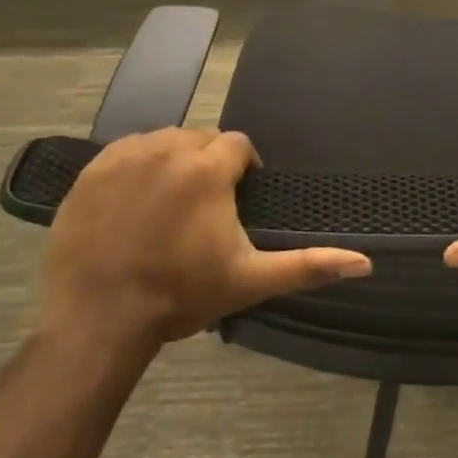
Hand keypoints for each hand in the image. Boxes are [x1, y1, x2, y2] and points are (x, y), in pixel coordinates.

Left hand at [38, 129, 371, 349]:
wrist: (98, 318)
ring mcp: (125, 156)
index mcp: (208, 169)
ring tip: (171, 204)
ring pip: (163, 141)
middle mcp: (168, 148)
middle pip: (201, 139)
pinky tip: (135, 203)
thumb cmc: (180, 295)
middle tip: (205, 208)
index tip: (239, 200)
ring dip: (174, 162)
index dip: (244, 169)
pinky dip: (137, 168)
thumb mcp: (250, 280)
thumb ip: (308, 265)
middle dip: (209, 163)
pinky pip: (126, 152)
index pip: (238, 145)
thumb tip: (366, 263)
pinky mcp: (91, 170)